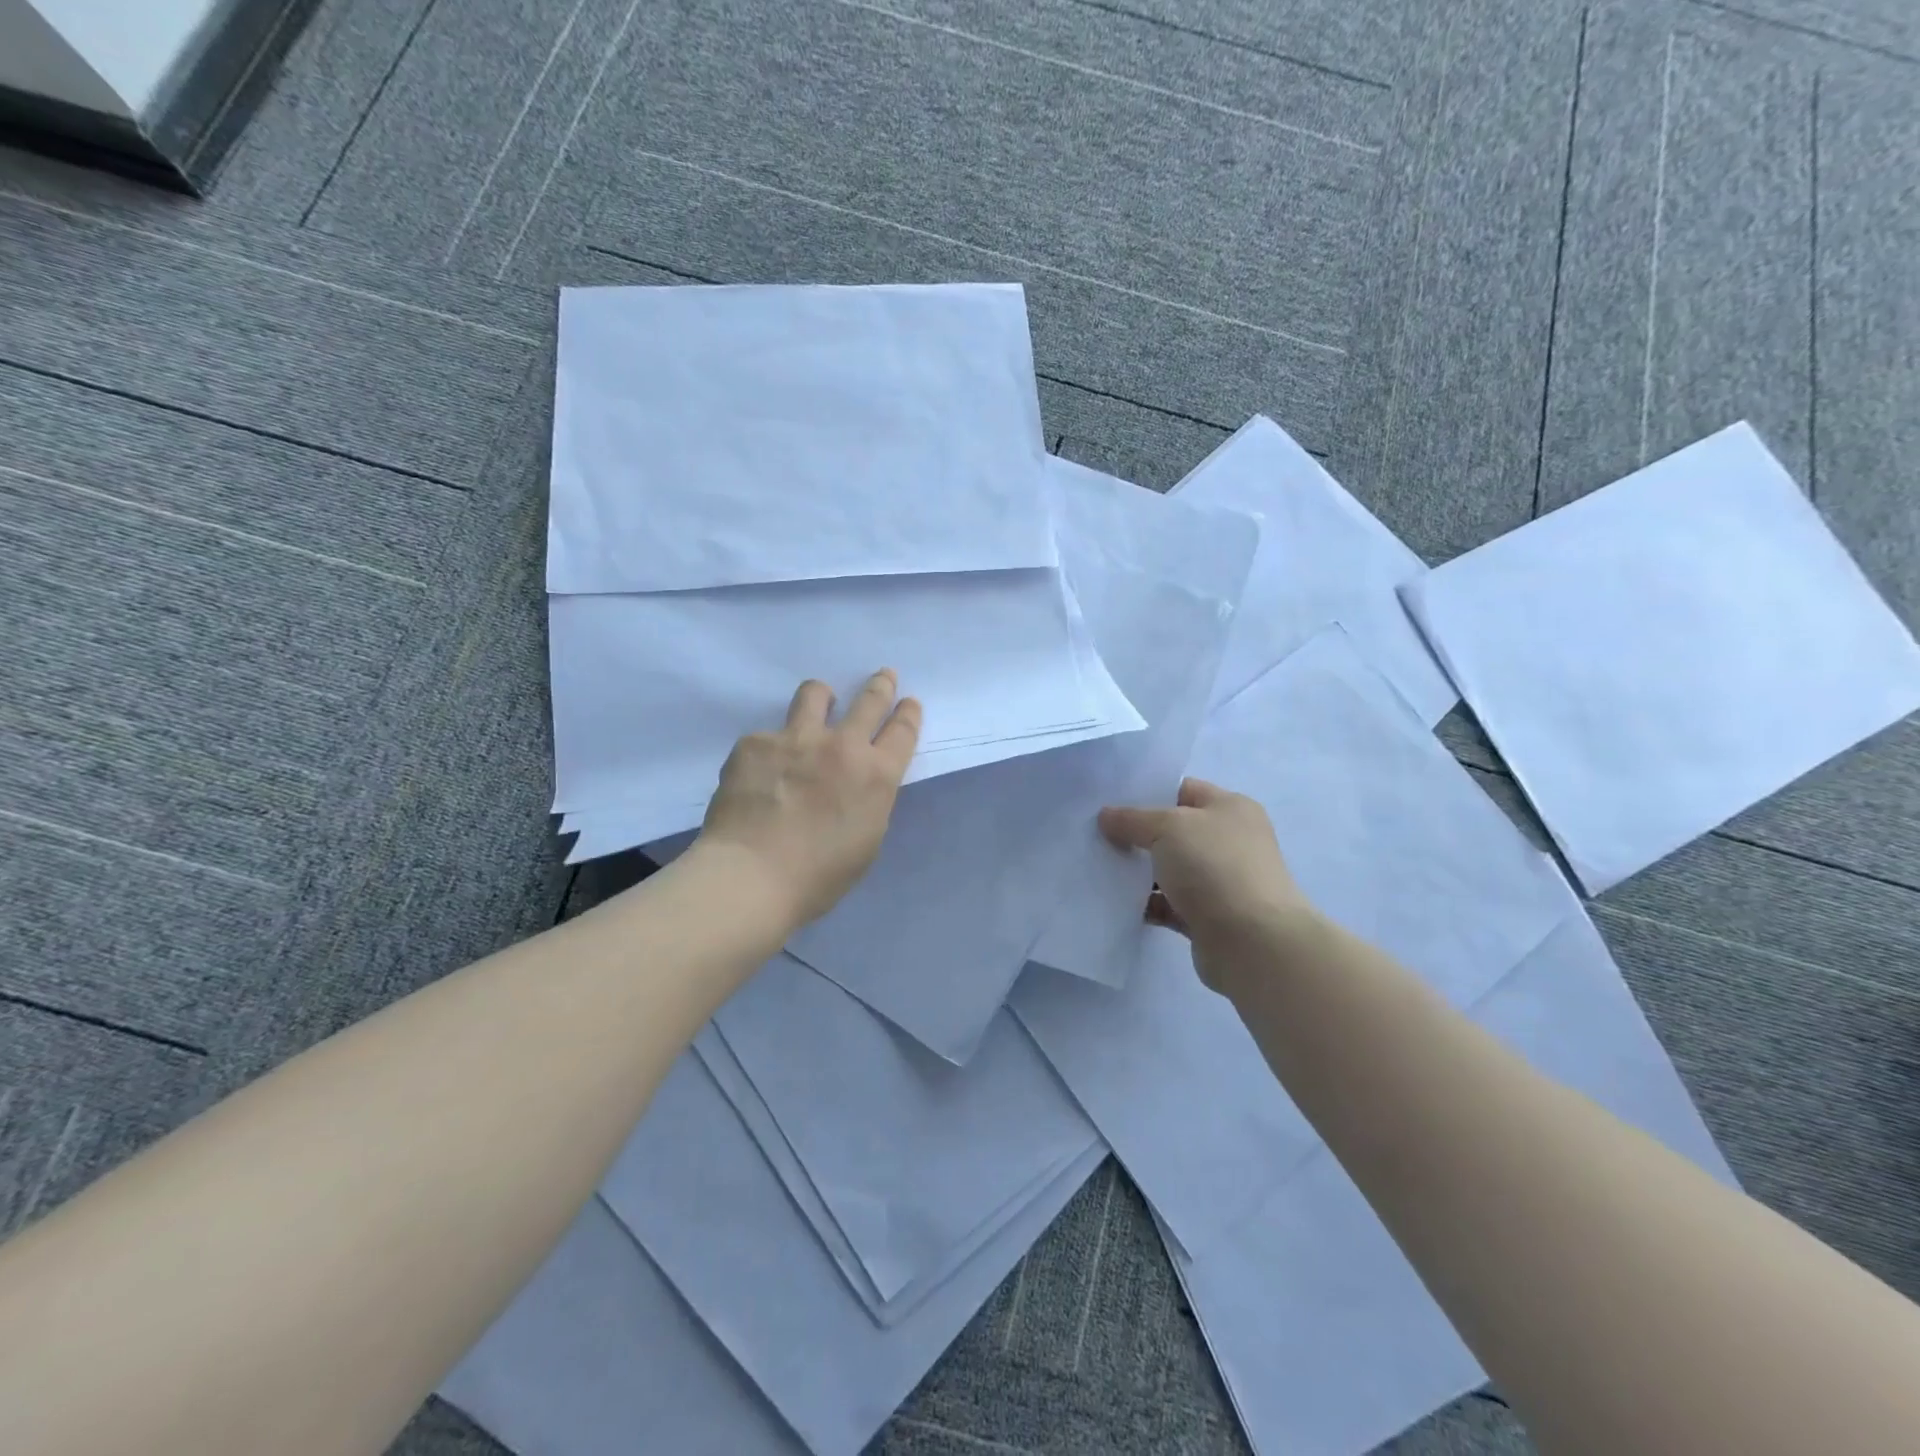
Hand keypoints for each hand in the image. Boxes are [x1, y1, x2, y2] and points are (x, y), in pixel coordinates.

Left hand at [696, 670, 921, 929]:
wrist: (751, 876)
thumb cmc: (818, 876)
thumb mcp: (866, 841)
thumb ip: (869, 801)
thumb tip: (858, 785)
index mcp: (877, 775)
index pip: (903, 731)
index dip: (908, 713)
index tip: (908, 702)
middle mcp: (842, 746)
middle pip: (869, 700)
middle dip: (881, 685)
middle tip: (884, 676)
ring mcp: (796, 739)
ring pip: (815, 694)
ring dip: (822, 696)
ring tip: (819, 702)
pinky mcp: (755, 743)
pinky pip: (767, 736)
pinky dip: (770, 749)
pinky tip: (759, 774)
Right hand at [1099, 778, 1315, 990]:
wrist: (1252, 942)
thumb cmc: (1214, 867)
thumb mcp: (1168, 828)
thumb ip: (1133, 819)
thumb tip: (1106, 816)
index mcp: (1231, 809)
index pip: (1184, 790)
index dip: (1148, 793)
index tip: (1110, 801)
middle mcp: (1230, 841)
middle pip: (1174, 831)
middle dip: (1138, 834)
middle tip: (1097, 834)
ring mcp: (1221, 881)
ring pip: (1170, 869)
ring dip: (1139, 872)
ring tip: (1099, 867)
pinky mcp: (1209, 917)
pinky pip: (1169, 904)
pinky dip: (1147, 903)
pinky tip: (1116, 901)